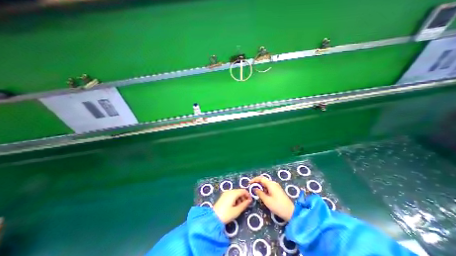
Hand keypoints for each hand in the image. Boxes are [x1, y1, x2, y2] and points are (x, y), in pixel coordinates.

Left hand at [214, 188, 252, 223]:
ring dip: (239, 198)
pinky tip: (234, 206)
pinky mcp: (223, 196)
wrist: (214, 218)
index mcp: (233, 193)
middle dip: (243, 197)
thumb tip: (249, 201)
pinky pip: (231, 195)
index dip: (248, 195)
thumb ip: (244, 205)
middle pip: (239, 191)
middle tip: (245, 205)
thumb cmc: (226, 214)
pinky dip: (235, 199)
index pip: (243, 191)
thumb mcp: (237, 211)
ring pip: (235, 193)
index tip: (250, 202)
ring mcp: (225, 193)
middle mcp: (229, 191)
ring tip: (240, 207)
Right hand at [249, 177, 295, 220]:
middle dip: (257, 182)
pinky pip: (269, 187)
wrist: (291, 212)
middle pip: (263, 180)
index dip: (254, 180)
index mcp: (271, 184)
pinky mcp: (278, 190)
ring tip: (255, 190)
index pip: (261, 178)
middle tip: (251, 187)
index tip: (249, 183)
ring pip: (266, 183)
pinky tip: (262, 193)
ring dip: (260, 186)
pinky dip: (264, 188)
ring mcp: (276, 187)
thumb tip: (255, 188)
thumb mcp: (267, 200)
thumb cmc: (278, 206)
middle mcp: (274, 183)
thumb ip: (260, 193)